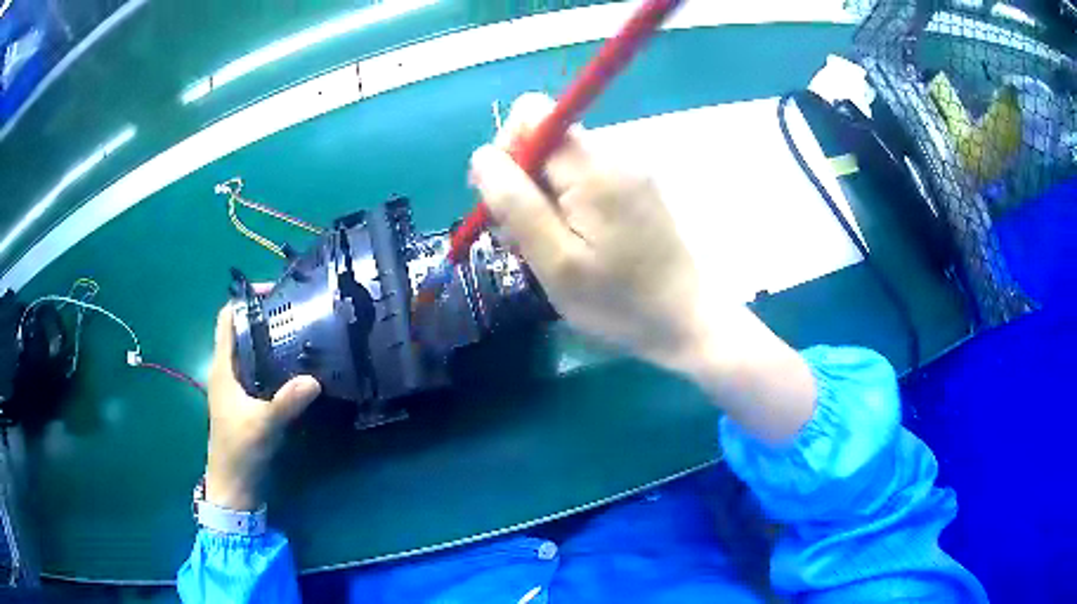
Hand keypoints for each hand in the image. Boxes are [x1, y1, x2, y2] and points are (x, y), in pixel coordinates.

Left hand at [205, 305, 320, 510]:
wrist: (234, 485)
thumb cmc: (239, 450)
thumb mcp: (263, 425)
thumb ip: (286, 402)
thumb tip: (314, 379)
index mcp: (222, 368)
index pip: (227, 320)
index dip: (245, 301)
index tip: (274, 293)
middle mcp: (227, 372)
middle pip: (241, 332)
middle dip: (264, 317)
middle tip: (296, 312)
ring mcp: (236, 388)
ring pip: (251, 352)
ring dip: (270, 340)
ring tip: (300, 333)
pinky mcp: (246, 402)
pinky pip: (259, 371)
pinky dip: (274, 362)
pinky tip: (295, 368)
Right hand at [471, 93, 705, 370]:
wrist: (687, 318)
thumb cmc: (620, 300)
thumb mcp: (555, 261)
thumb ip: (515, 204)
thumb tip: (482, 155)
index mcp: (592, 166)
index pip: (532, 114)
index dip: (506, 148)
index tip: (502, 197)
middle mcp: (612, 154)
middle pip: (544, 141)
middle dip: (521, 183)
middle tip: (522, 239)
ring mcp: (627, 171)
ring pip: (560, 165)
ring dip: (541, 201)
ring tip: (548, 252)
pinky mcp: (634, 188)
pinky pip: (583, 181)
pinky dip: (565, 207)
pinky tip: (572, 246)